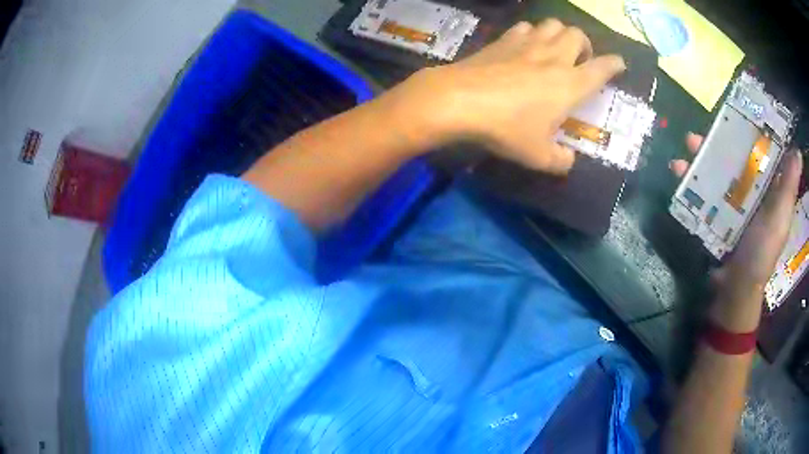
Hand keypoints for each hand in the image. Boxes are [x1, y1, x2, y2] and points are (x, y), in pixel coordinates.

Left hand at [383, 19, 625, 173]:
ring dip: (560, 33)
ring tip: (555, 49)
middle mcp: (554, 58)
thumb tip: (568, 162)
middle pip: (578, 34)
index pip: (602, 68)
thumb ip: (560, 161)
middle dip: (585, 44)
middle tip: (580, 60)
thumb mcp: (537, 156)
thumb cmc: (506, 128)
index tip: (619, 64)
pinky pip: (526, 27)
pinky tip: (524, 46)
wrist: (460, 100)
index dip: (615, 64)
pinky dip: (532, 33)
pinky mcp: (504, 39)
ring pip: (553, 24)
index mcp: (571, 84)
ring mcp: (528, 44)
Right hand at [671, 133, 803, 328]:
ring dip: (701, 158)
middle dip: (721, 142)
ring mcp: (732, 204)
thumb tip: (797, 151)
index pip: (762, 153)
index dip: (753, 131)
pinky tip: (678, 173)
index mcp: (768, 189)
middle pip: (736, 158)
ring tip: (687, 147)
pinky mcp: (716, 216)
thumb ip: (788, 187)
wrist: (734, 290)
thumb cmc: (761, 253)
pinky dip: (691, 182)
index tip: (741, 113)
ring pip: (717, 171)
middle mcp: (751, 192)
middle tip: (707, 130)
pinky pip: (704, 192)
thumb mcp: (779, 219)